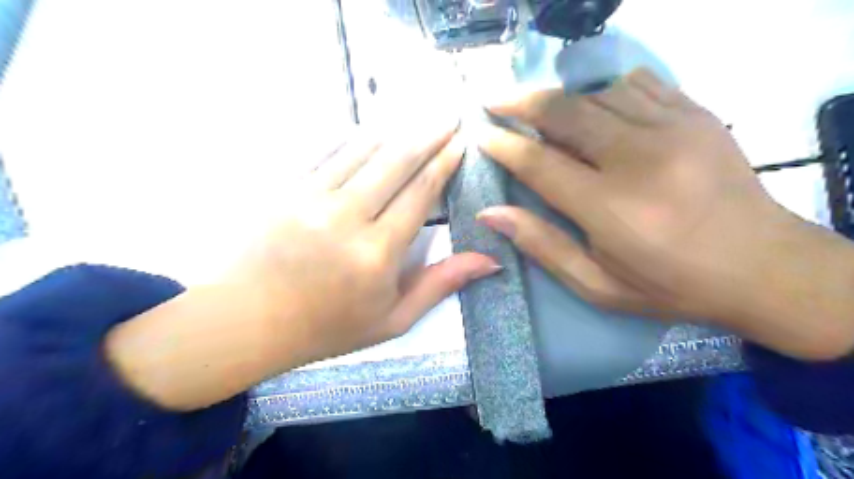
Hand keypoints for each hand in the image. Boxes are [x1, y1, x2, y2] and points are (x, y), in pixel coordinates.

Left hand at [239, 119, 496, 362]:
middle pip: (397, 161)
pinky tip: (369, 129)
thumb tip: (490, 262)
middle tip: (449, 116)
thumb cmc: (327, 327)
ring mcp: (311, 197)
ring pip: (362, 148)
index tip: (461, 143)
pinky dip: (352, 136)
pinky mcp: (285, 188)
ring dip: (395, 129)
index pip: (421, 193)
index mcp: (377, 252)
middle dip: (428, 134)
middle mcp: (346, 217)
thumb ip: (440, 285)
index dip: (444, 163)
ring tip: (417, 116)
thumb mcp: (393, 319)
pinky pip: (325, 151)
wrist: (247, 322)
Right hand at [478, 68, 852, 358]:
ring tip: (546, 115)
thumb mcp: (596, 284)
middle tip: (496, 102)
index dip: (504, 145)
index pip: (539, 162)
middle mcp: (638, 159)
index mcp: (610, 207)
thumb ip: (542, 245)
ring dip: (564, 102)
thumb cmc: (669, 285)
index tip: (482, 134)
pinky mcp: (697, 116)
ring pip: (597, 93)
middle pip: (565, 112)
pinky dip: (606, 90)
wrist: (763, 267)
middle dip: (522, 103)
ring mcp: (673, 129)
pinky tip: (598, 107)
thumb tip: (490, 213)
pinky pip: (638, 84)